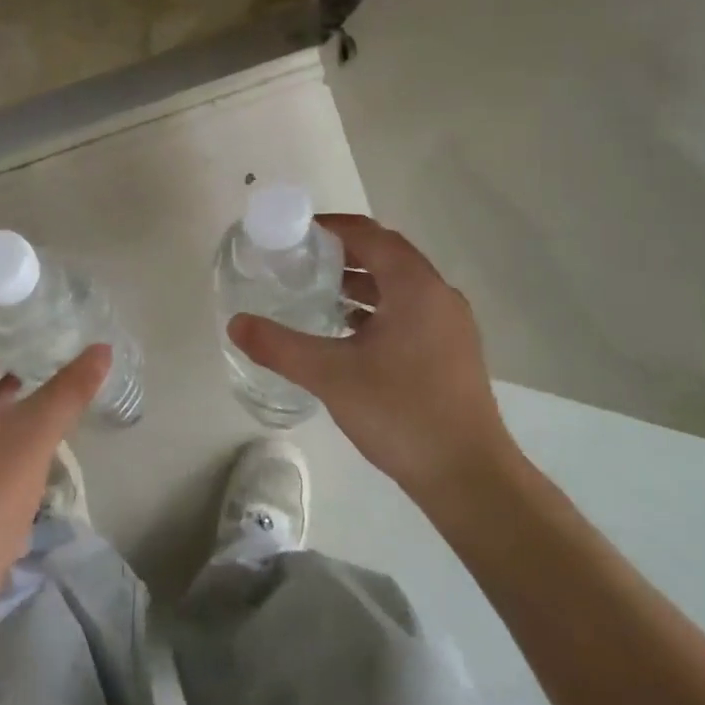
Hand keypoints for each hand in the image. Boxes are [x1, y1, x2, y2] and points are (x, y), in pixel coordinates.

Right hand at [228, 214, 519, 506]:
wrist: (469, 477)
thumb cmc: (401, 413)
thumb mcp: (331, 376)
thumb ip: (280, 346)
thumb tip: (236, 323)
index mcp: (415, 287)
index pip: (371, 236)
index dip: (333, 228)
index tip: (295, 233)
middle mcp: (438, 296)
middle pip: (386, 256)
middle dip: (343, 253)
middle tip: (299, 260)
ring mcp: (450, 326)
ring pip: (399, 287)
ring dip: (360, 282)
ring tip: (316, 292)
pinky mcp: (451, 352)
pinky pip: (408, 312)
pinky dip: (376, 309)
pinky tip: (347, 333)